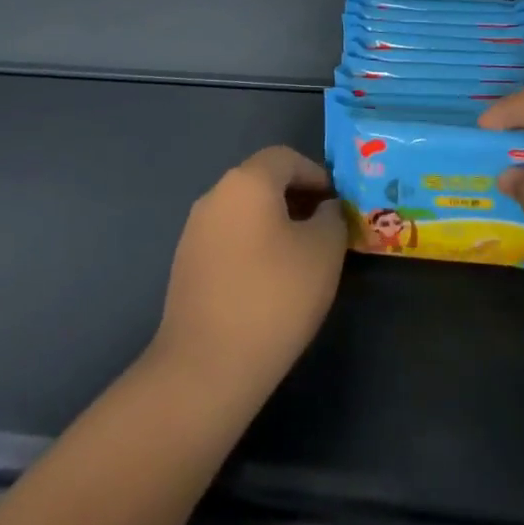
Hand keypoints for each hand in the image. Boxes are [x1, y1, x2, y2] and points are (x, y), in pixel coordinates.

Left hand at [153, 146, 346, 395]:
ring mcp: (195, 230)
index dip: (317, 175)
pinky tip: (268, 282)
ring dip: (274, 223)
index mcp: (247, 181)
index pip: (286, 158)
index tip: (338, 205)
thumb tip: (325, 209)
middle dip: (297, 198)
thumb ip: (332, 218)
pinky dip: (252, 246)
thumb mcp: (324, 252)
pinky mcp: (185, 264)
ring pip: (244, 211)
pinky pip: (228, 238)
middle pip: (262, 181)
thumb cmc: (274, 297)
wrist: (206, 366)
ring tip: (300, 259)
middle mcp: (215, 195)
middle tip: (324, 231)